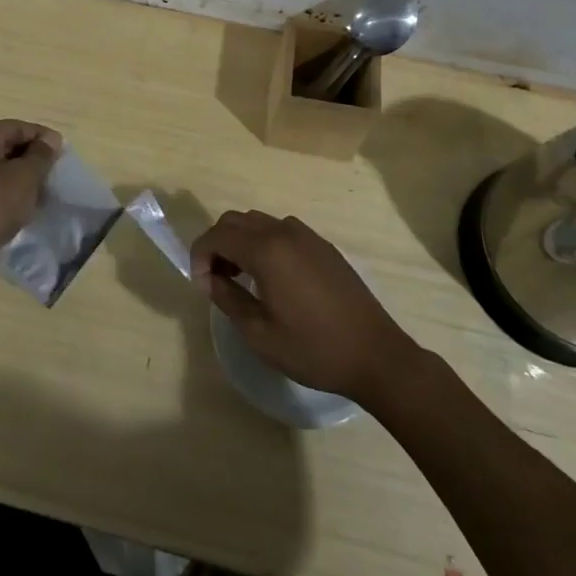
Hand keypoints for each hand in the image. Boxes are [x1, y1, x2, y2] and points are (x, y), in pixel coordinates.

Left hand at [0, 119, 62, 288]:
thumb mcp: (25, 176)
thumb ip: (41, 154)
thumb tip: (50, 139)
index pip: (18, 127)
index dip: (44, 138)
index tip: (64, 154)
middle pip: (9, 145)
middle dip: (34, 158)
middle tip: (55, 174)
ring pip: (2, 168)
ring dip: (24, 178)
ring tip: (44, 192)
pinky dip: (11, 193)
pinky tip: (26, 207)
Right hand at [190, 210, 421, 403]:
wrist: (376, 355)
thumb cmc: (314, 349)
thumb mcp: (260, 334)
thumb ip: (228, 298)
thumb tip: (209, 279)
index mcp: (266, 251)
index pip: (217, 236)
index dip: (200, 255)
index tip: (201, 284)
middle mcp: (284, 232)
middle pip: (235, 221)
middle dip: (217, 244)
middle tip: (216, 279)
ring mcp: (307, 236)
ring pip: (258, 222)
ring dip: (240, 241)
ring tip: (242, 278)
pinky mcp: (323, 246)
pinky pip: (281, 231)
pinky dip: (264, 242)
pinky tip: (272, 276)